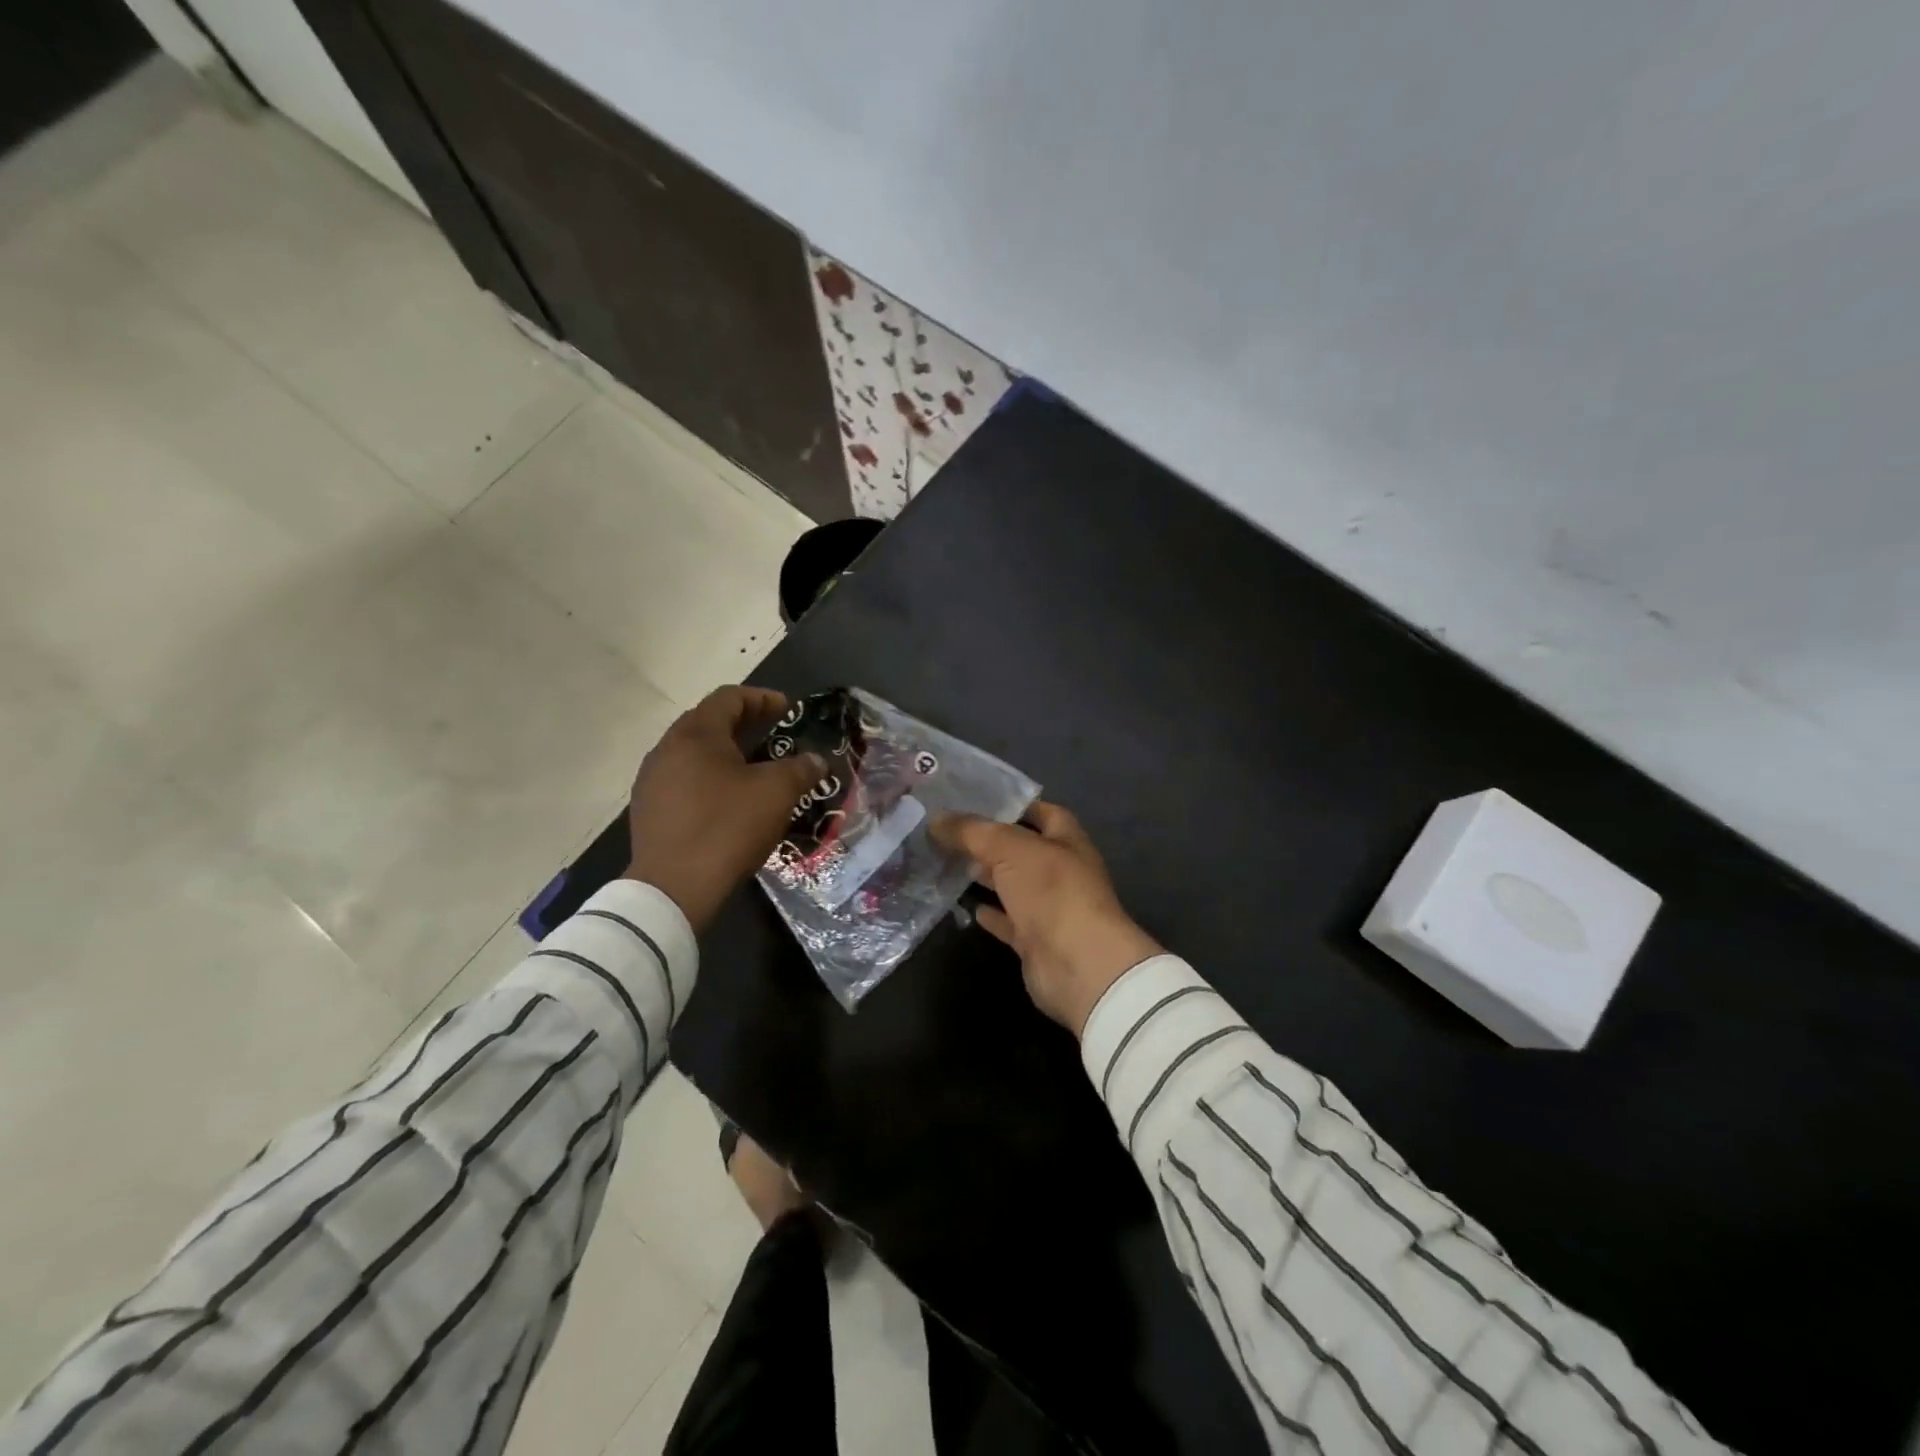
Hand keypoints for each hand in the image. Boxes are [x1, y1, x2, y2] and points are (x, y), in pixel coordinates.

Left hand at [625, 687, 826, 930]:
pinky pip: (683, 781)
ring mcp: (652, 781)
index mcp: (696, 734)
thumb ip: (800, 769)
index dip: (762, 698)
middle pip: (708, 722)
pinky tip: (728, 802)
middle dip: (744, 725)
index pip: (729, 698)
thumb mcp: (776, 794)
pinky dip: (709, 780)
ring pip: (694, 754)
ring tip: (755, 770)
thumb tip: (816, 760)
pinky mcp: (648, 810)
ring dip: (725, 754)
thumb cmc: (727, 827)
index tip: (788, 710)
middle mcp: (667, 749)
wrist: (672, 888)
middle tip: (774, 736)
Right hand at [932, 802, 1162, 1035]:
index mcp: (1066, 840)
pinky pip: (1008, 921)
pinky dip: (989, 913)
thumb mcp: (1009, 848)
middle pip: (1021, 849)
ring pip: (1012, 884)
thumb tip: (935, 818)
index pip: (1041, 812)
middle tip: (947, 832)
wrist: (1078, 964)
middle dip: (988, 841)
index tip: (974, 800)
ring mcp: (1048, 907)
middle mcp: (1060, 870)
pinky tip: (964, 906)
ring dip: (985, 876)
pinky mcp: (1034, 940)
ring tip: (946, 863)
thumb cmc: (1052, 891)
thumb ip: (972, 831)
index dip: (1012, 804)